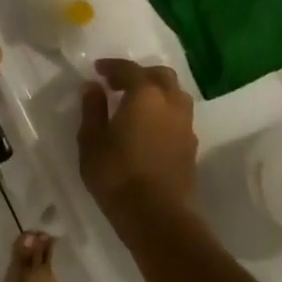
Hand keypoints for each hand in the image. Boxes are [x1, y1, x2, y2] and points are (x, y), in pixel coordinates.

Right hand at [79, 60, 197, 215]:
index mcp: (145, 95)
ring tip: (136, 105)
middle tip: (119, 85)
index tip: (97, 70)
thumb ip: (92, 109)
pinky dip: (164, 113)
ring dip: (157, 93)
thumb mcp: (91, 140)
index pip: (129, 69)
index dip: (112, 66)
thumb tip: (93, 88)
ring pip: (175, 95)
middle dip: (140, 75)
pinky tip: (149, 128)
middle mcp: (170, 103)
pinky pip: (179, 117)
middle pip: (161, 76)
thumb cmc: (116, 174)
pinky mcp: (191, 147)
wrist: (156, 215)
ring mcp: (185, 126)